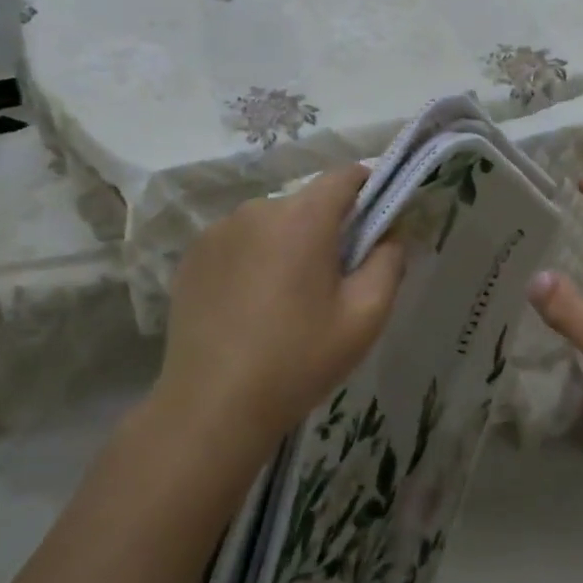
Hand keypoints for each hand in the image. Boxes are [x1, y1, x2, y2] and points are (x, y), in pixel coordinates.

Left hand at [158, 165, 405, 456]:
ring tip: (287, 299)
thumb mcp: (365, 317)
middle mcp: (258, 209)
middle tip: (333, 279)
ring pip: (272, 223)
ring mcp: (218, 231)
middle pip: (308, 202)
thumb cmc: (298, 359)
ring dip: (288, 243)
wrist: (212, 407)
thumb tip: (391, 232)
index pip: (345, 175)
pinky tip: (251, 305)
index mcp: (303, 217)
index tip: (377, 222)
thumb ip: (389, 262)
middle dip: (327, 228)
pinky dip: (253, 259)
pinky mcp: (192, 255)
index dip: (368, 189)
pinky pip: (239, 242)